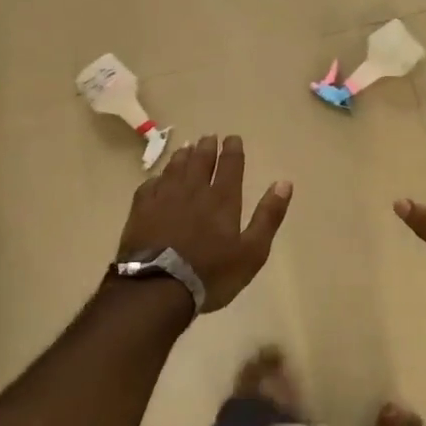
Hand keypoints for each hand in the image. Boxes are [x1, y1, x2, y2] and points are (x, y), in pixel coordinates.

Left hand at [116, 135, 291, 312]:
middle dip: (207, 147)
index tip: (233, 138)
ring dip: (183, 156)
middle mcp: (193, 190)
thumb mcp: (252, 251)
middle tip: (209, 137)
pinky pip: (150, 185)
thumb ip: (268, 216)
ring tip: (187, 147)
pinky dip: (158, 178)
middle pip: (200, 161)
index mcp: (222, 199)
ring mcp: (164, 198)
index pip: (230, 165)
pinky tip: (158, 178)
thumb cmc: (210, 273)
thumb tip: (284, 183)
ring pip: (175, 168)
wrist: (157, 288)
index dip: (232, 150)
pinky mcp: (141, 210)